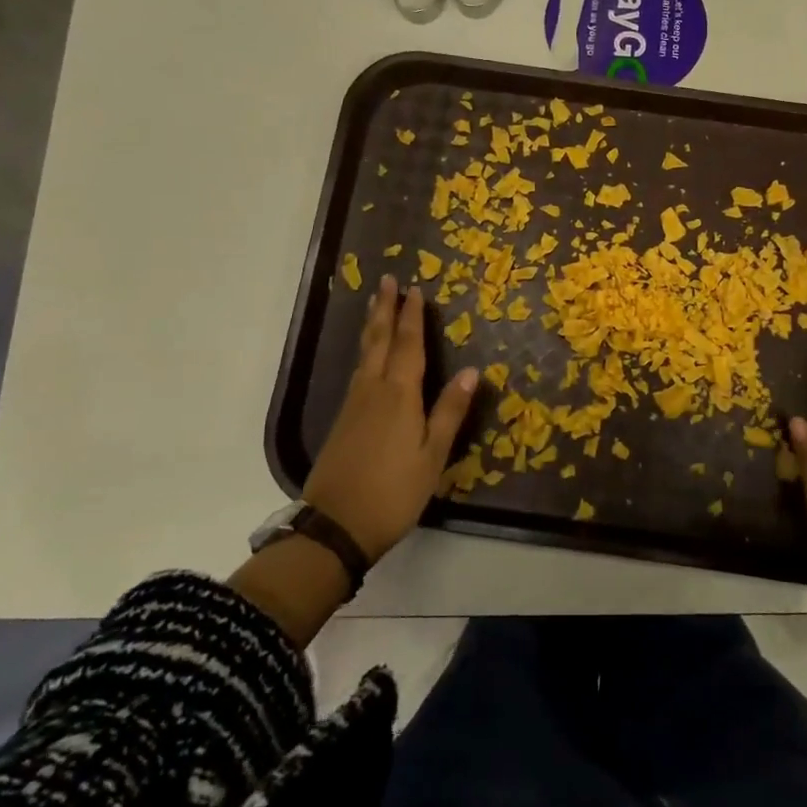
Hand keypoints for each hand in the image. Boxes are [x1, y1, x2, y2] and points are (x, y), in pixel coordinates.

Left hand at [303, 274, 478, 561]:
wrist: (336, 525)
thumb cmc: (394, 492)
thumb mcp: (433, 455)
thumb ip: (450, 411)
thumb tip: (471, 371)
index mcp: (399, 395)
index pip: (408, 345)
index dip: (412, 316)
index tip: (414, 289)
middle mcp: (373, 390)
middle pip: (379, 340)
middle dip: (385, 309)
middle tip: (386, 280)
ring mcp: (354, 404)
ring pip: (365, 354)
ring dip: (373, 326)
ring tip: (375, 306)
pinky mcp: (343, 420)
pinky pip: (358, 370)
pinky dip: (366, 351)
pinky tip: (367, 356)